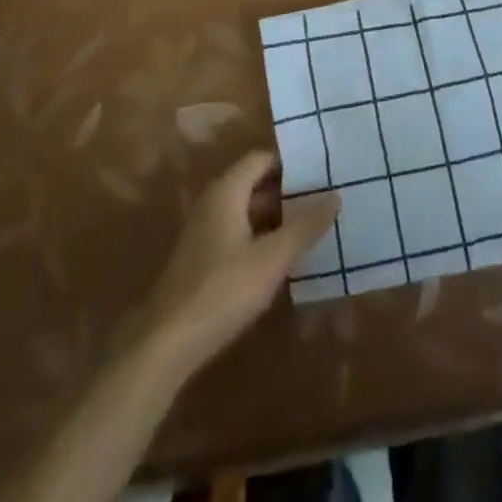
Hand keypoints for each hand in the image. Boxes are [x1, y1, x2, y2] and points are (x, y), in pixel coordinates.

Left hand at [140, 151, 339, 377]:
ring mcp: (205, 231)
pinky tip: (284, 256)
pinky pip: (239, 233)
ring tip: (313, 225)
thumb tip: (335, 195)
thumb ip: (304, 226)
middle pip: (255, 183)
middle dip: (288, 191)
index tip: (322, 170)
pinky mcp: (203, 258)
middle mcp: (213, 202)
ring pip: (247, 211)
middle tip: (325, 197)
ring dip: (277, 216)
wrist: (166, 343)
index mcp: (226, 191)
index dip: (291, 163)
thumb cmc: (222, 290)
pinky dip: (262, 236)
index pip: (261, 159)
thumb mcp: (272, 258)